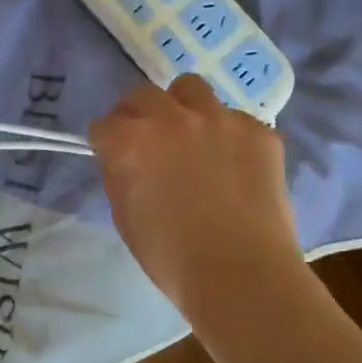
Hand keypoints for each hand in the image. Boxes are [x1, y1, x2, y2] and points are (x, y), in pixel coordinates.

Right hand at [88, 74, 302, 312]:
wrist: (241, 273)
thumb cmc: (170, 256)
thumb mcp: (124, 216)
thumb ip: (120, 175)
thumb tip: (124, 159)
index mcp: (130, 141)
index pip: (103, 124)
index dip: (106, 141)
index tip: (112, 155)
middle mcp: (170, 117)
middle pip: (141, 95)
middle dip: (137, 114)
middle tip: (147, 141)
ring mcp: (219, 118)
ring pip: (190, 89)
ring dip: (182, 107)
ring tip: (191, 136)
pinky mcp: (258, 130)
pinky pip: (234, 119)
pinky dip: (227, 135)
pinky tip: (233, 165)